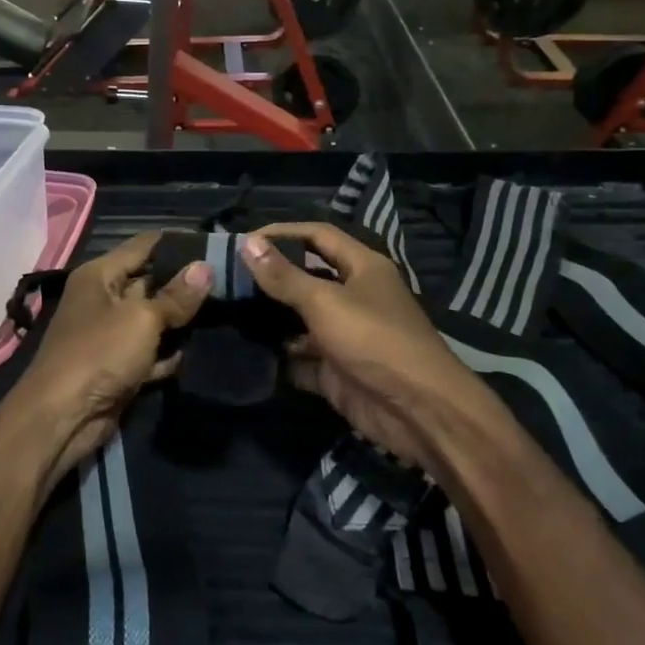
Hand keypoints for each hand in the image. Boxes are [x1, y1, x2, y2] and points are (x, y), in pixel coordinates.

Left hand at [9, 232, 210, 487]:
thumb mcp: (142, 319)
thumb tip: (206, 268)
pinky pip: (150, 352)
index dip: (177, 243)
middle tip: (228, 279)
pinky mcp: (118, 366)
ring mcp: (110, 335)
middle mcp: (103, 299)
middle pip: (150, 282)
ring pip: (153, 319)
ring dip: (180, 321)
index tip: (216, 244)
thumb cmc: (99, 353)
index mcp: (99, 276)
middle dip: (184, 283)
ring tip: (224, 310)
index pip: (144, 246)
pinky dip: (168, 354)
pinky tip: (196, 351)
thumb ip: (176, 296)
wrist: (63, 417)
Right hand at [239, 223, 506, 478]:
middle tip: (228, 278)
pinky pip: (301, 358)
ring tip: (228, 313)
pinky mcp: (336, 370)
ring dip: (271, 319)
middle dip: (271, 278)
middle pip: (307, 278)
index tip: (243, 240)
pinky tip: (246, 352)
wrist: (417, 411)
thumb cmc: (374, 340)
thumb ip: (284, 276)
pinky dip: (279, 357)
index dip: (282, 233)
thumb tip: (248, 243)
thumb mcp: (325, 302)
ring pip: (301, 320)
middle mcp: (354, 296)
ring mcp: (345, 335)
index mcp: (362, 267)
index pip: (318, 236)